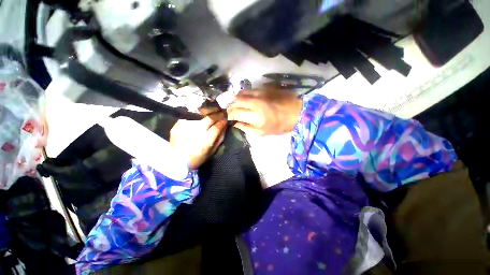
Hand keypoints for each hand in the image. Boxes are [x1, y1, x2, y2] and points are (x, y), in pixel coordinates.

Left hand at [170, 112, 226, 169]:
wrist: (177, 160)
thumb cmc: (198, 158)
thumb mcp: (212, 151)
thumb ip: (220, 138)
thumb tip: (224, 126)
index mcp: (204, 143)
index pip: (216, 128)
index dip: (222, 122)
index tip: (226, 119)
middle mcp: (194, 134)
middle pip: (209, 119)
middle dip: (217, 114)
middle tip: (222, 112)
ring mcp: (184, 128)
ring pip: (199, 114)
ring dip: (209, 111)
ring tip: (214, 110)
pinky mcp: (177, 125)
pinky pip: (190, 115)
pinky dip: (198, 114)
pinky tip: (202, 113)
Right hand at [227, 88, 302, 135]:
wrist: (295, 112)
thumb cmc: (279, 126)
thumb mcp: (262, 132)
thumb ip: (247, 128)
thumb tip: (236, 124)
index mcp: (256, 116)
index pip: (235, 112)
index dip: (230, 115)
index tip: (229, 118)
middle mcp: (255, 102)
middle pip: (236, 101)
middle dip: (231, 106)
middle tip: (231, 111)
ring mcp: (259, 93)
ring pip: (241, 93)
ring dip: (236, 99)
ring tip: (237, 105)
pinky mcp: (264, 88)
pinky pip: (249, 90)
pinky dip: (244, 95)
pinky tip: (246, 99)